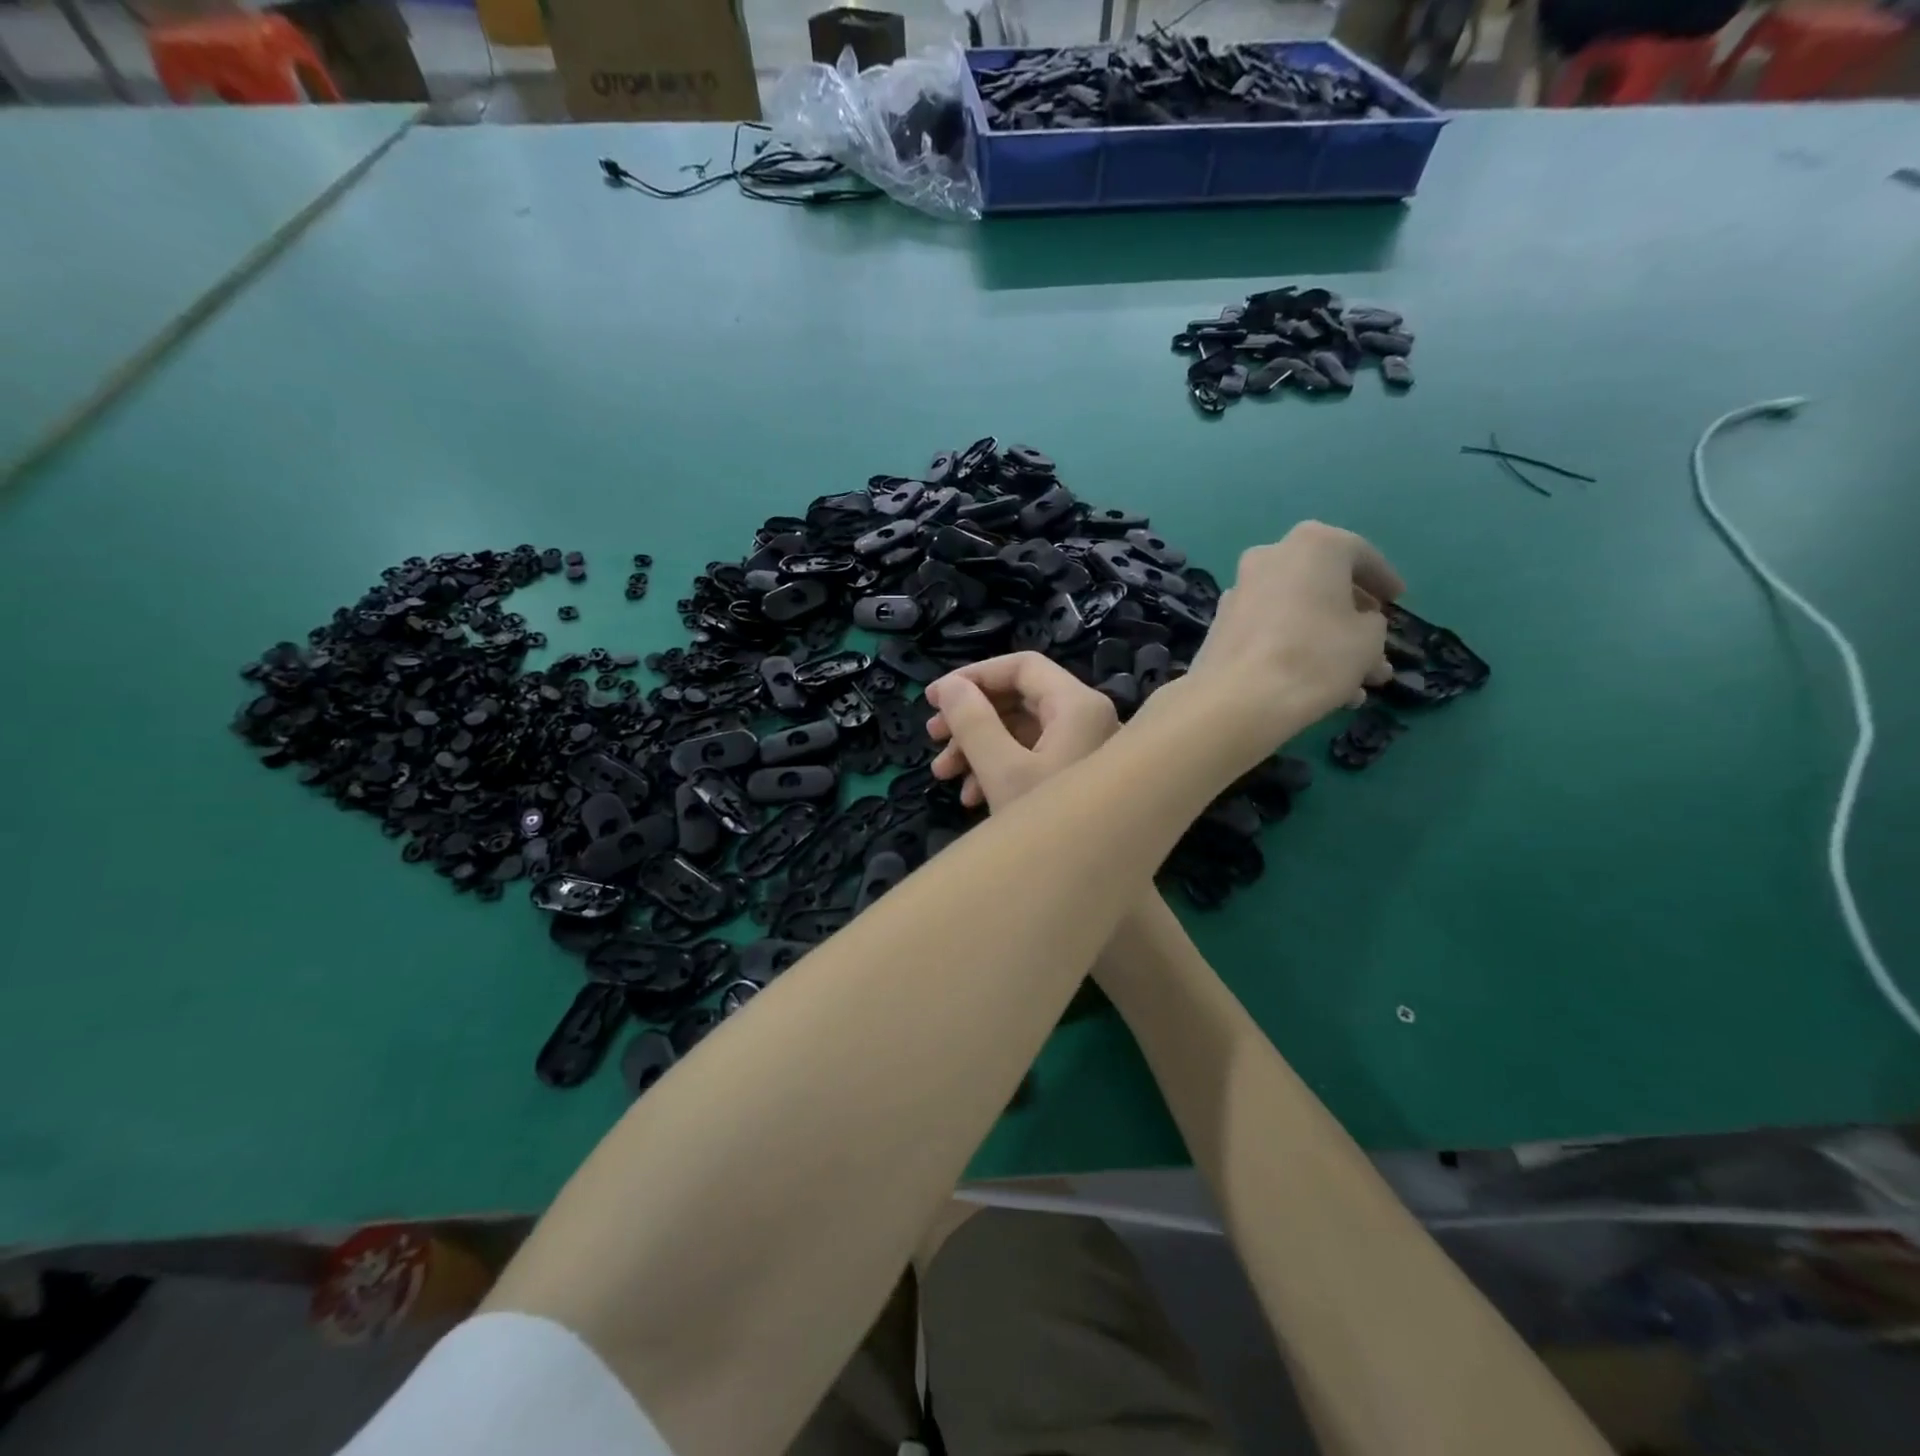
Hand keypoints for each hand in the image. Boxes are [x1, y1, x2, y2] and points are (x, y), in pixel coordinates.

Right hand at [924, 652, 1118, 809]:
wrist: (1098, 885)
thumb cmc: (1049, 822)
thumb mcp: (1001, 770)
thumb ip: (972, 721)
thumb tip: (948, 686)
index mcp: (1078, 705)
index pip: (1021, 666)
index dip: (973, 676)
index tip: (934, 698)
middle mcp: (1087, 718)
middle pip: (1019, 699)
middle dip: (970, 718)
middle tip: (932, 737)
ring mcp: (1085, 748)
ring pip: (1021, 730)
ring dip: (977, 747)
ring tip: (943, 775)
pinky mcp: (1077, 774)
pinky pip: (1033, 756)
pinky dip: (998, 767)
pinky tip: (971, 797)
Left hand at [1188, 521, 1404, 726]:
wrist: (1238, 698)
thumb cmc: (1315, 656)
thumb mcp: (1369, 639)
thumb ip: (1371, 623)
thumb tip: (1358, 623)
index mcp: (1312, 544)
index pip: (1359, 555)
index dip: (1383, 581)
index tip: (1397, 601)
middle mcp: (1270, 557)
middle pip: (1324, 586)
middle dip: (1353, 620)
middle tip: (1376, 645)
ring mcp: (1240, 591)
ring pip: (1297, 614)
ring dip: (1328, 645)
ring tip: (1358, 685)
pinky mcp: (1223, 625)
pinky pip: (1271, 631)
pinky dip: (1295, 651)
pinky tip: (1321, 690)